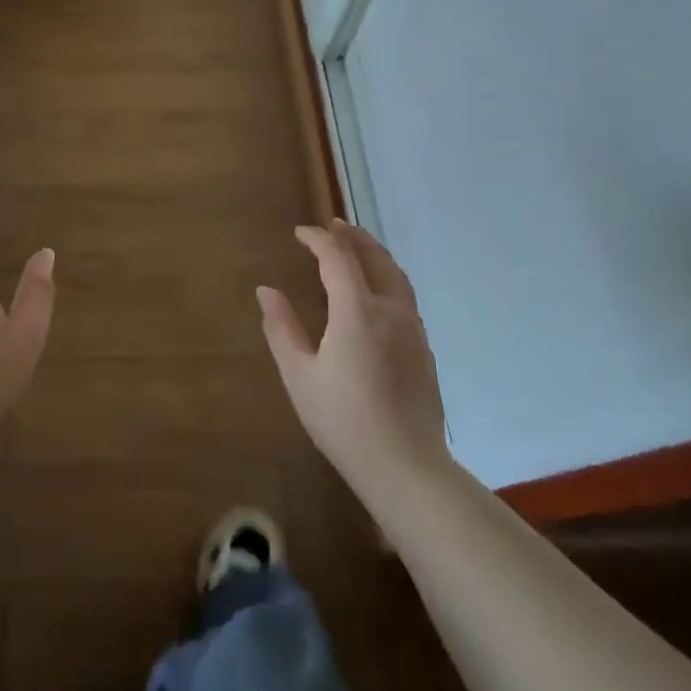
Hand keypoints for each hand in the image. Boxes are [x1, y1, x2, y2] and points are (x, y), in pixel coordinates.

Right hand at [258, 219, 452, 490]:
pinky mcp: (423, 348)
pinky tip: (373, 291)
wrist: (405, 466)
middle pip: (375, 258)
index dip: (318, 239)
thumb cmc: (342, 420)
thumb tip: (266, 290)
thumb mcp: (299, 375)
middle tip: (332, 225)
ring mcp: (413, 329)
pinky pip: (404, 296)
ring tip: (354, 247)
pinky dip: (386, 277)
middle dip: (352, 237)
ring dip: (373, 254)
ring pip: (396, 275)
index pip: (338, 258)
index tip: (299, 233)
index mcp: (357, 312)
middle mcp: (391, 311)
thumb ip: (282, 328)